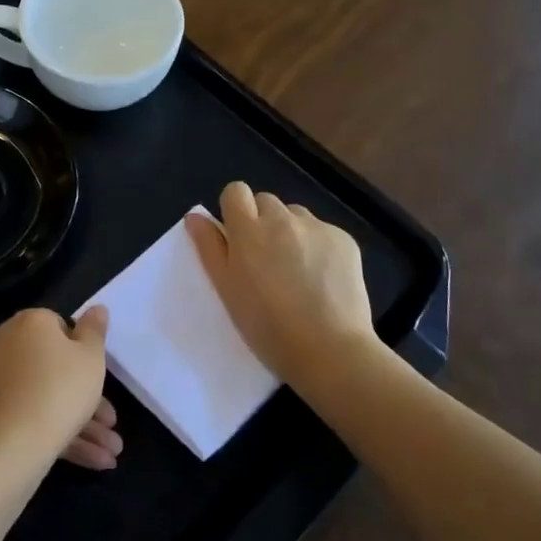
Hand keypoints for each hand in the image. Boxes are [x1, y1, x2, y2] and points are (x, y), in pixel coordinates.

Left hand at [0, 307, 121, 473]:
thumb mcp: (91, 357)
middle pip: (53, 368)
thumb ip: (95, 330)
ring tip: (109, 456)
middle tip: (111, 425)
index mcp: (29, 323)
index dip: (83, 353)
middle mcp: (4, 343)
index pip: (60, 327)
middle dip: (88, 400)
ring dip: (80, 424)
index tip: (99, 378)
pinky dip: (57, 433)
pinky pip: (28, 415)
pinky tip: (90, 460)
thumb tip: (97, 307)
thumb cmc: (60, 390)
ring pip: (44, 397)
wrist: (10, 445)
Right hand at [185, 181, 376, 386]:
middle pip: (266, 202)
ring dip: (290, 232)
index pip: (236, 192)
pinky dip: (318, 246)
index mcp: (248, 231)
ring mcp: (317, 227)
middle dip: (262, 222)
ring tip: (296, 270)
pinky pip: (323, 232)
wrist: (329, 349)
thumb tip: (195, 216)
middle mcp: (283, 219)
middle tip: (265, 260)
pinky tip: (321, 278)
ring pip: (296, 216)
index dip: (234, 210)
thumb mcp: (226, 289)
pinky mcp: (345, 240)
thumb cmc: (267, 326)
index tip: (236, 237)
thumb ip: (209, 247)